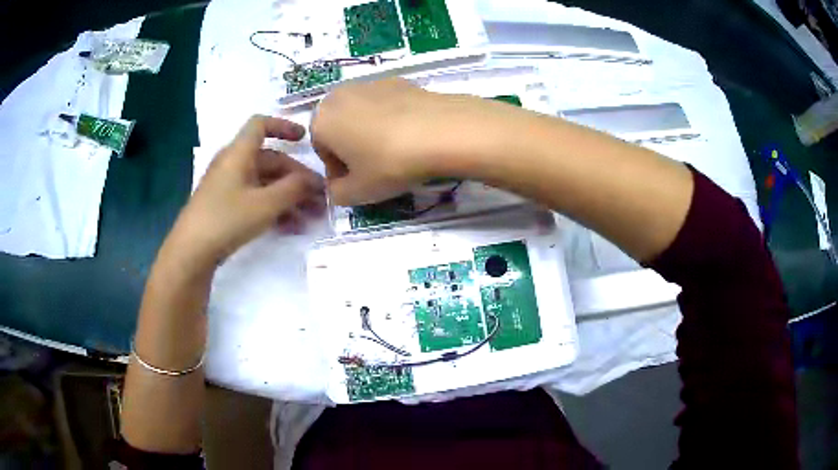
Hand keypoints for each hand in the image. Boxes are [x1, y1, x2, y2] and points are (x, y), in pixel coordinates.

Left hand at [166, 115, 324, 265]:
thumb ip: (294, 189)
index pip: (260, 125)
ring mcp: (229, 187)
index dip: (283, 126)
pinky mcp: (227, 207)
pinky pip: (256, 199)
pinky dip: (275, 209)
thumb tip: (314, 180)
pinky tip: (293, 227)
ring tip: (312, 217)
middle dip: (297, 178)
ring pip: (266, 183)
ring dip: (290, 197)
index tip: (305, 140)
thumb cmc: (227, 219)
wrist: (191, 252)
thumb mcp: (265, 204)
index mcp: (238, 153)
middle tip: (321, 197)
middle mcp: (234, 165)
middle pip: (271, 160)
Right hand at [311, 78, 511, 205]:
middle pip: (339, 128)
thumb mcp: (357, 192)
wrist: (441, 131)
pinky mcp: (398, 80)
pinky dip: (391, 119)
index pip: (321, 151)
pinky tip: (411, 135)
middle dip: (351, 148)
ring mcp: (370, 83)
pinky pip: (385, 105)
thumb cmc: (388, 164)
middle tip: (374, 167)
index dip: (338, 171)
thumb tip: (338, 187)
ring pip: (362, 114)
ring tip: (395, 151)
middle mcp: (339, 95)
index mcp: (321, 120)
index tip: (357, 183)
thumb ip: (337, 193)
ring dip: (370, 132)